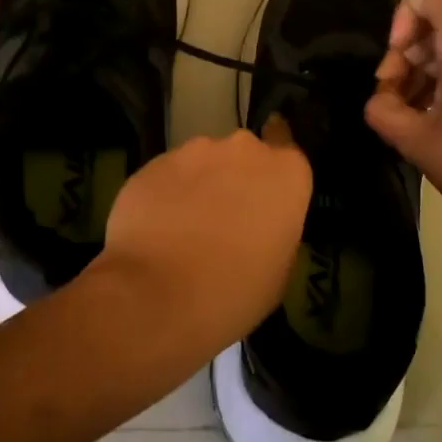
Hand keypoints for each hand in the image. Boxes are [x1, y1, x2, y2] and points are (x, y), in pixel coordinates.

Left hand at [96, 117, 311, 358]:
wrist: (157, 294)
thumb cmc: (235, 291)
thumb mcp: (279, 272)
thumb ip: (275, 232)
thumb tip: (259, 227)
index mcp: (286, 173)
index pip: (288, 147)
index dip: (274, 171)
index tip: (264, 191)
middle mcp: (244, 150)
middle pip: (243, 156)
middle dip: (235, 179)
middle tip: (225, 220)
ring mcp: (194, 152)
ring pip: (202, 163)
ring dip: (199, 186)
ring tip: (184, 229)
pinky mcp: (153, 163)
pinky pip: (167, 176)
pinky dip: (165, 195)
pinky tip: (156, 230)